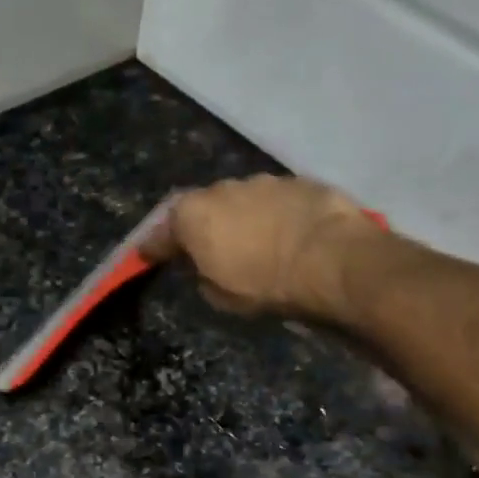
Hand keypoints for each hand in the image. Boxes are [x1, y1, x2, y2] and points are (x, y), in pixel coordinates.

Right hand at [139, 175, 389, 320]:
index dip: (154, 247)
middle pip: (202, 208)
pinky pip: (276, 202)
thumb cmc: (264, 284)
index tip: (146, 256)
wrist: (332, 261)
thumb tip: (204, 266)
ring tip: (252, 243)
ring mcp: (263, 181)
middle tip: (205, 249)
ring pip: (241, 200)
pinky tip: (285, 236)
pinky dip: (273, 216)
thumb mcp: (219, 296)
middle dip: (200, 227)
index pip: (162, 232)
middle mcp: (223, 188)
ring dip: (241, 219)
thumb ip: (201, 275)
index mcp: (193, 215)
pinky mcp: (300, 182)